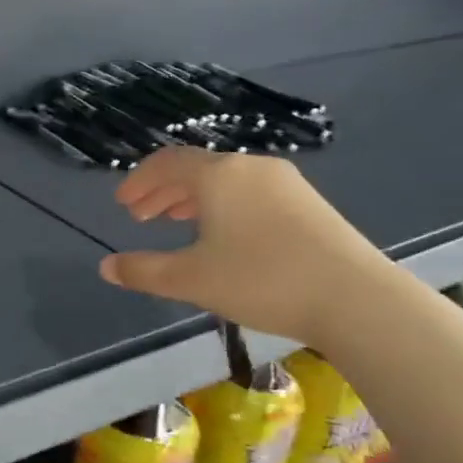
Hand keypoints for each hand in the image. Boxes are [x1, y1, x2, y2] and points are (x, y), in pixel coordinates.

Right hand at [99, 148, 390, 346]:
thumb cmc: (261, 280)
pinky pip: (250, 192)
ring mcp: (285, 183)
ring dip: (193, 198)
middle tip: (141, 216)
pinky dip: (223, 205)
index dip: (139, 181)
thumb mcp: (191, 279)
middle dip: (163, 190)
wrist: (356, 299)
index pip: (167, 162)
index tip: (122, 204)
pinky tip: (223, 234)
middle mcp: (251, 168)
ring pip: (225, 181)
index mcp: (219, 176)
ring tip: (176, 222)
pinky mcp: (309, 203)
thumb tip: (106, 267)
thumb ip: (143, 271)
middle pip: (197, 168)